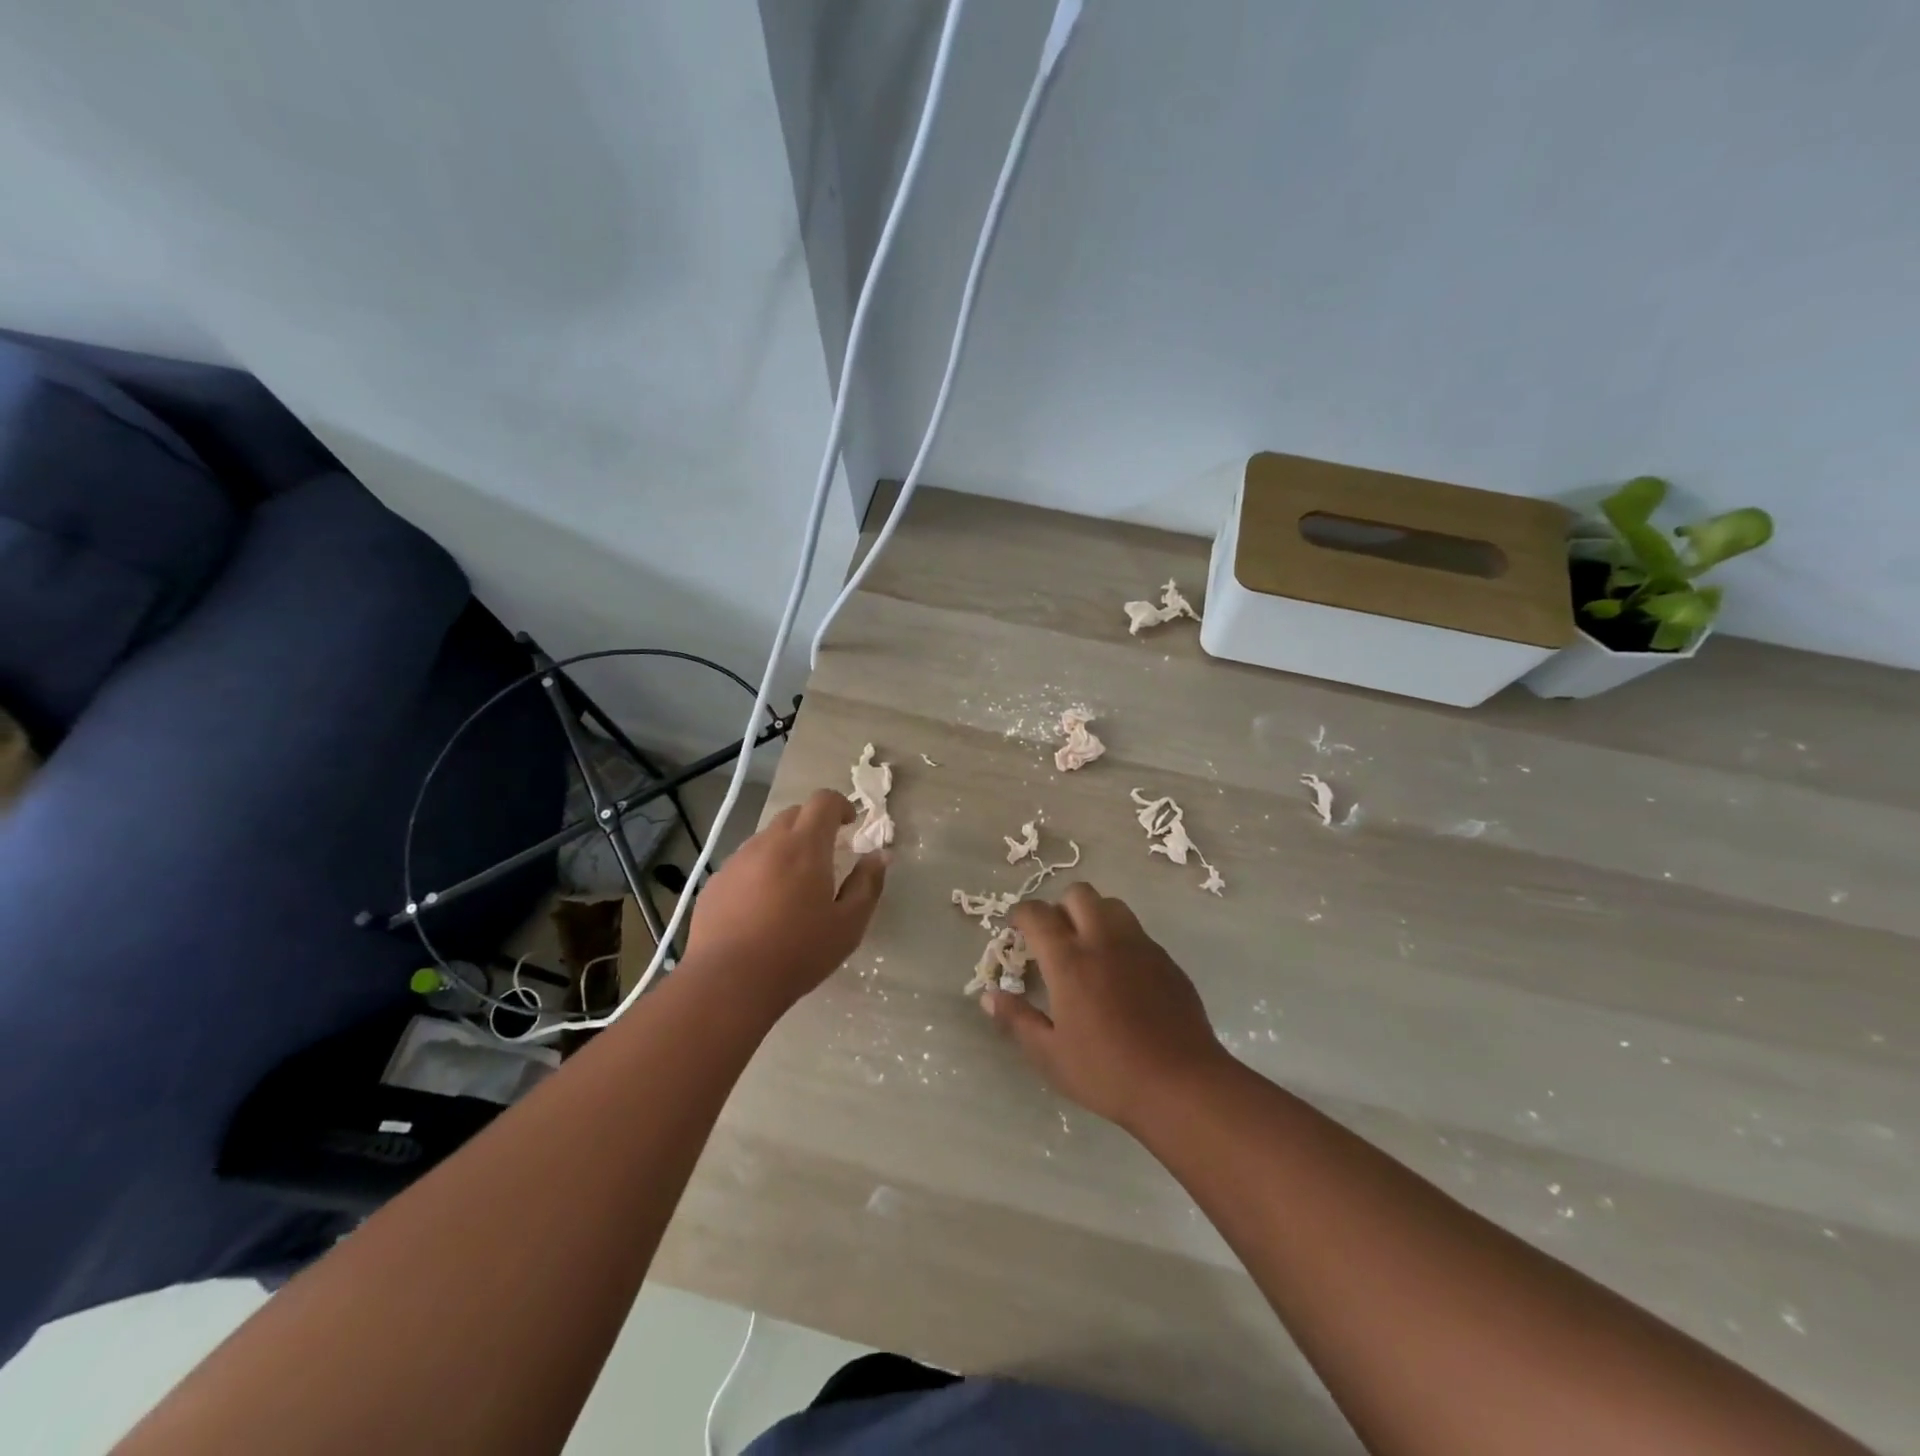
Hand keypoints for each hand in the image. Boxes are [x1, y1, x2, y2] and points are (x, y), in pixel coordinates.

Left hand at [684, 788, 886, 1013]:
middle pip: (794, 815)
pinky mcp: (715, 883)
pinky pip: (743, 864)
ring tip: (792, 886)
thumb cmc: (798, 952)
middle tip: (826, 856)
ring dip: (785, 849)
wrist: (728, 982)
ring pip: (766, 839)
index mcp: (805, 846)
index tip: (849, 825)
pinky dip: (759, 871)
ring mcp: (736, 861)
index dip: (840, 805)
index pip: (823, 801)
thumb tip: (879, 855)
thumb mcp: (849, 924)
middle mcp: (768, 843)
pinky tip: (761, 907)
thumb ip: (867, 884)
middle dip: (813, 826)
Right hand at [983, 882, 1228, 1131]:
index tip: (1016, 929)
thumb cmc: (1107, 1072)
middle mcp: (1104, 940)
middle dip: (1060, 907)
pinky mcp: (1166, 960)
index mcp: (1069, 960)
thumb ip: (1017, 1019)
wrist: (1181, 1084)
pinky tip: (1122, 975)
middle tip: (1055, 938)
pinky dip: (1121, 939)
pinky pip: (1137, 932)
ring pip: (1112, 905)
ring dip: (1094, 915)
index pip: (1037, 914)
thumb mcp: (1050, 1055)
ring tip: (1089, 948)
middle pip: (1079, 893)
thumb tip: (990, 996)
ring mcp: (1140, 946)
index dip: (1021, 914)